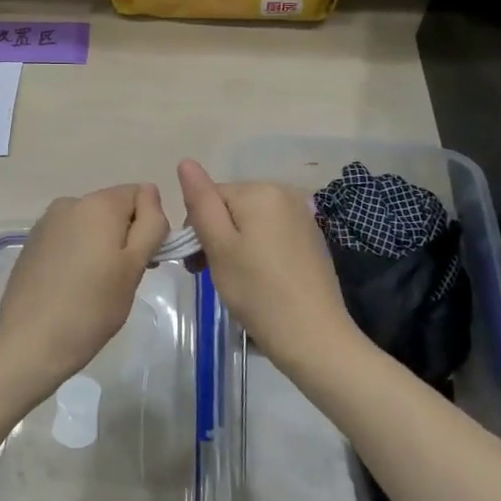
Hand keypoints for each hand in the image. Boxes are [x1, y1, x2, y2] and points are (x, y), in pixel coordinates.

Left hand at [0, 184, 168, 396]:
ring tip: (95, 287)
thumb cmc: (91, 306)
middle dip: (125, 236)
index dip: (149, 225)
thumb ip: (150, 224)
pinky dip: (77, 254)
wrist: (30, 341)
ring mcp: (47, 222)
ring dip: (101, 246)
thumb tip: (151, 192)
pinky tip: (71, 286)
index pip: (140, 195)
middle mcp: (70, 202)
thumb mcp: (134, 266)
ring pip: (90, 224)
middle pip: (113, 208)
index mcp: (98, 204)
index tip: (144, 261)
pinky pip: (68, 237)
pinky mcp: (32, 242)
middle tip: (123, 280)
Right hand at [177, 159, 358, 376]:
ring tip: (233, 279)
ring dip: (234, 243)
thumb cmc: (258, 293)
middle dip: (216, 234)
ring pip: (250, 220)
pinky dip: (257, 249)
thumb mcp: (219, 246)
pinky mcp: (311, 237)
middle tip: (210, 273)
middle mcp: (284, 193)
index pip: (210, 196)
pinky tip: (258, 278)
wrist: (315, 339)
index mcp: (260, 190)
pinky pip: (271, 232)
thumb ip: (201, 201)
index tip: (196, 263)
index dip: (197, 227)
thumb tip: (185, 161)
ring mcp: (302, 215)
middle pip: (231, 205)